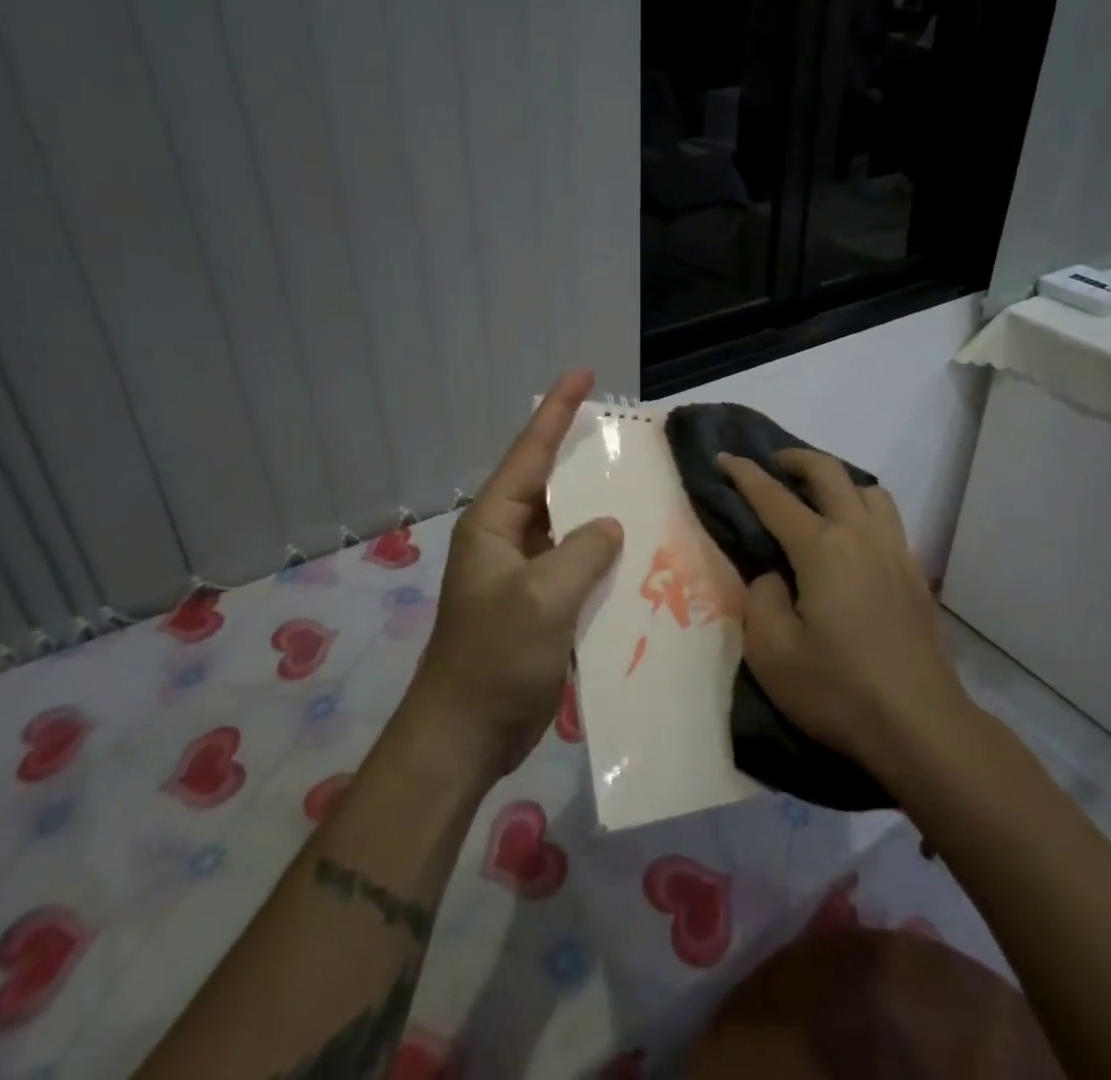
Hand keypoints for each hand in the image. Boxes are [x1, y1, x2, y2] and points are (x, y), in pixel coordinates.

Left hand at [404, 371, 623, 777]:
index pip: (530, 452)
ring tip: (645, 482)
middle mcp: (508, 537)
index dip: (557, 410)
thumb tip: (612, 525)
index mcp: (494, 522)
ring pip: (569, 523)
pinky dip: (605, 553)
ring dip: (601, 506)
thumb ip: (583, 552)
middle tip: (628, 431)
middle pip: (551, 481)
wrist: (465, 736)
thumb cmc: (493, 659)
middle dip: (585, 453)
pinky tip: (640, 549)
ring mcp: (524, 572)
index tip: (583, 373)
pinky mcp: (541, 603)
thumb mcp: (542, 598)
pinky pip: (578, 563)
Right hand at [718, 450, 966, 773]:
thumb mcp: (772, 652)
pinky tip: (852, 542)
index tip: (725, 457)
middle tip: (773, 465)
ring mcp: (894, 551)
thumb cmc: (838, 690)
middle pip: (829, 473)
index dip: (745, 474)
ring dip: (838, 482)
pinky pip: (887, 519)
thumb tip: (774, 576)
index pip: (774, 498)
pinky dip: (863, 510)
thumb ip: (761, 599)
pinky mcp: (914, 574)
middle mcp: (860, 535)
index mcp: (822, 548)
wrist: (921, 726)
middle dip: (795, 459)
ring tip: (817, 500)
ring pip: (868, 490)